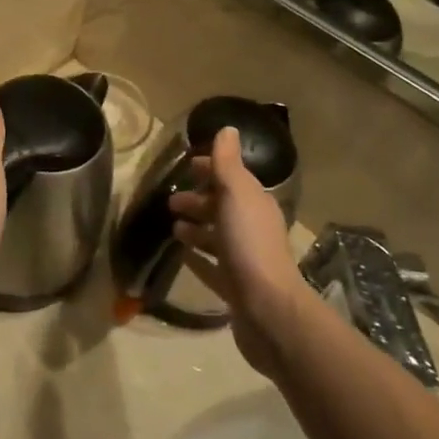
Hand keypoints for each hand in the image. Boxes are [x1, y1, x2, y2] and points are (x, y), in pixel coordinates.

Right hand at [167, 127, 307, 377]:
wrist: (268, 309)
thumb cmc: (249, 244)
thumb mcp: (236, 194)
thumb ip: (228, 162)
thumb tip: (228, 128)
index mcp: (254, 202)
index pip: (231, 177)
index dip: (210, 169)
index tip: (186, 166)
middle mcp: (252, 226)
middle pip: (222, 206)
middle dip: (198, 199)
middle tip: (170, 201)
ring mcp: (245, 258)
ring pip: (217, 235)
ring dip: (197, 227)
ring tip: (172, 227)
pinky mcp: (235, 287)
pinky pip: (213, 266)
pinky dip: (199, 257)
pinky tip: (183, 256)